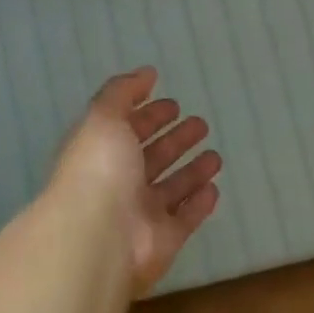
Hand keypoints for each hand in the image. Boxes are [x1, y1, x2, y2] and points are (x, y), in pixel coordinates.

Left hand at [48, 67, 221, 294]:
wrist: (99, 237)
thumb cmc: (99, 170)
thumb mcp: (103, 117)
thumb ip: (123, 92)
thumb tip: (147, 73)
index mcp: (100, 152)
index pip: (127, 129)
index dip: (148, 115)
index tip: (173, 104)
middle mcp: (119, 183)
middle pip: (151, 158)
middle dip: (174, 140)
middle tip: (200, 124)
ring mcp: (141, 214)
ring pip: (171, 188)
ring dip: (191, 171)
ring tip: (214, 155)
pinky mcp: (163, 240)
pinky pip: (185, 218)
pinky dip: (199, 204)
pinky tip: (214, 188)